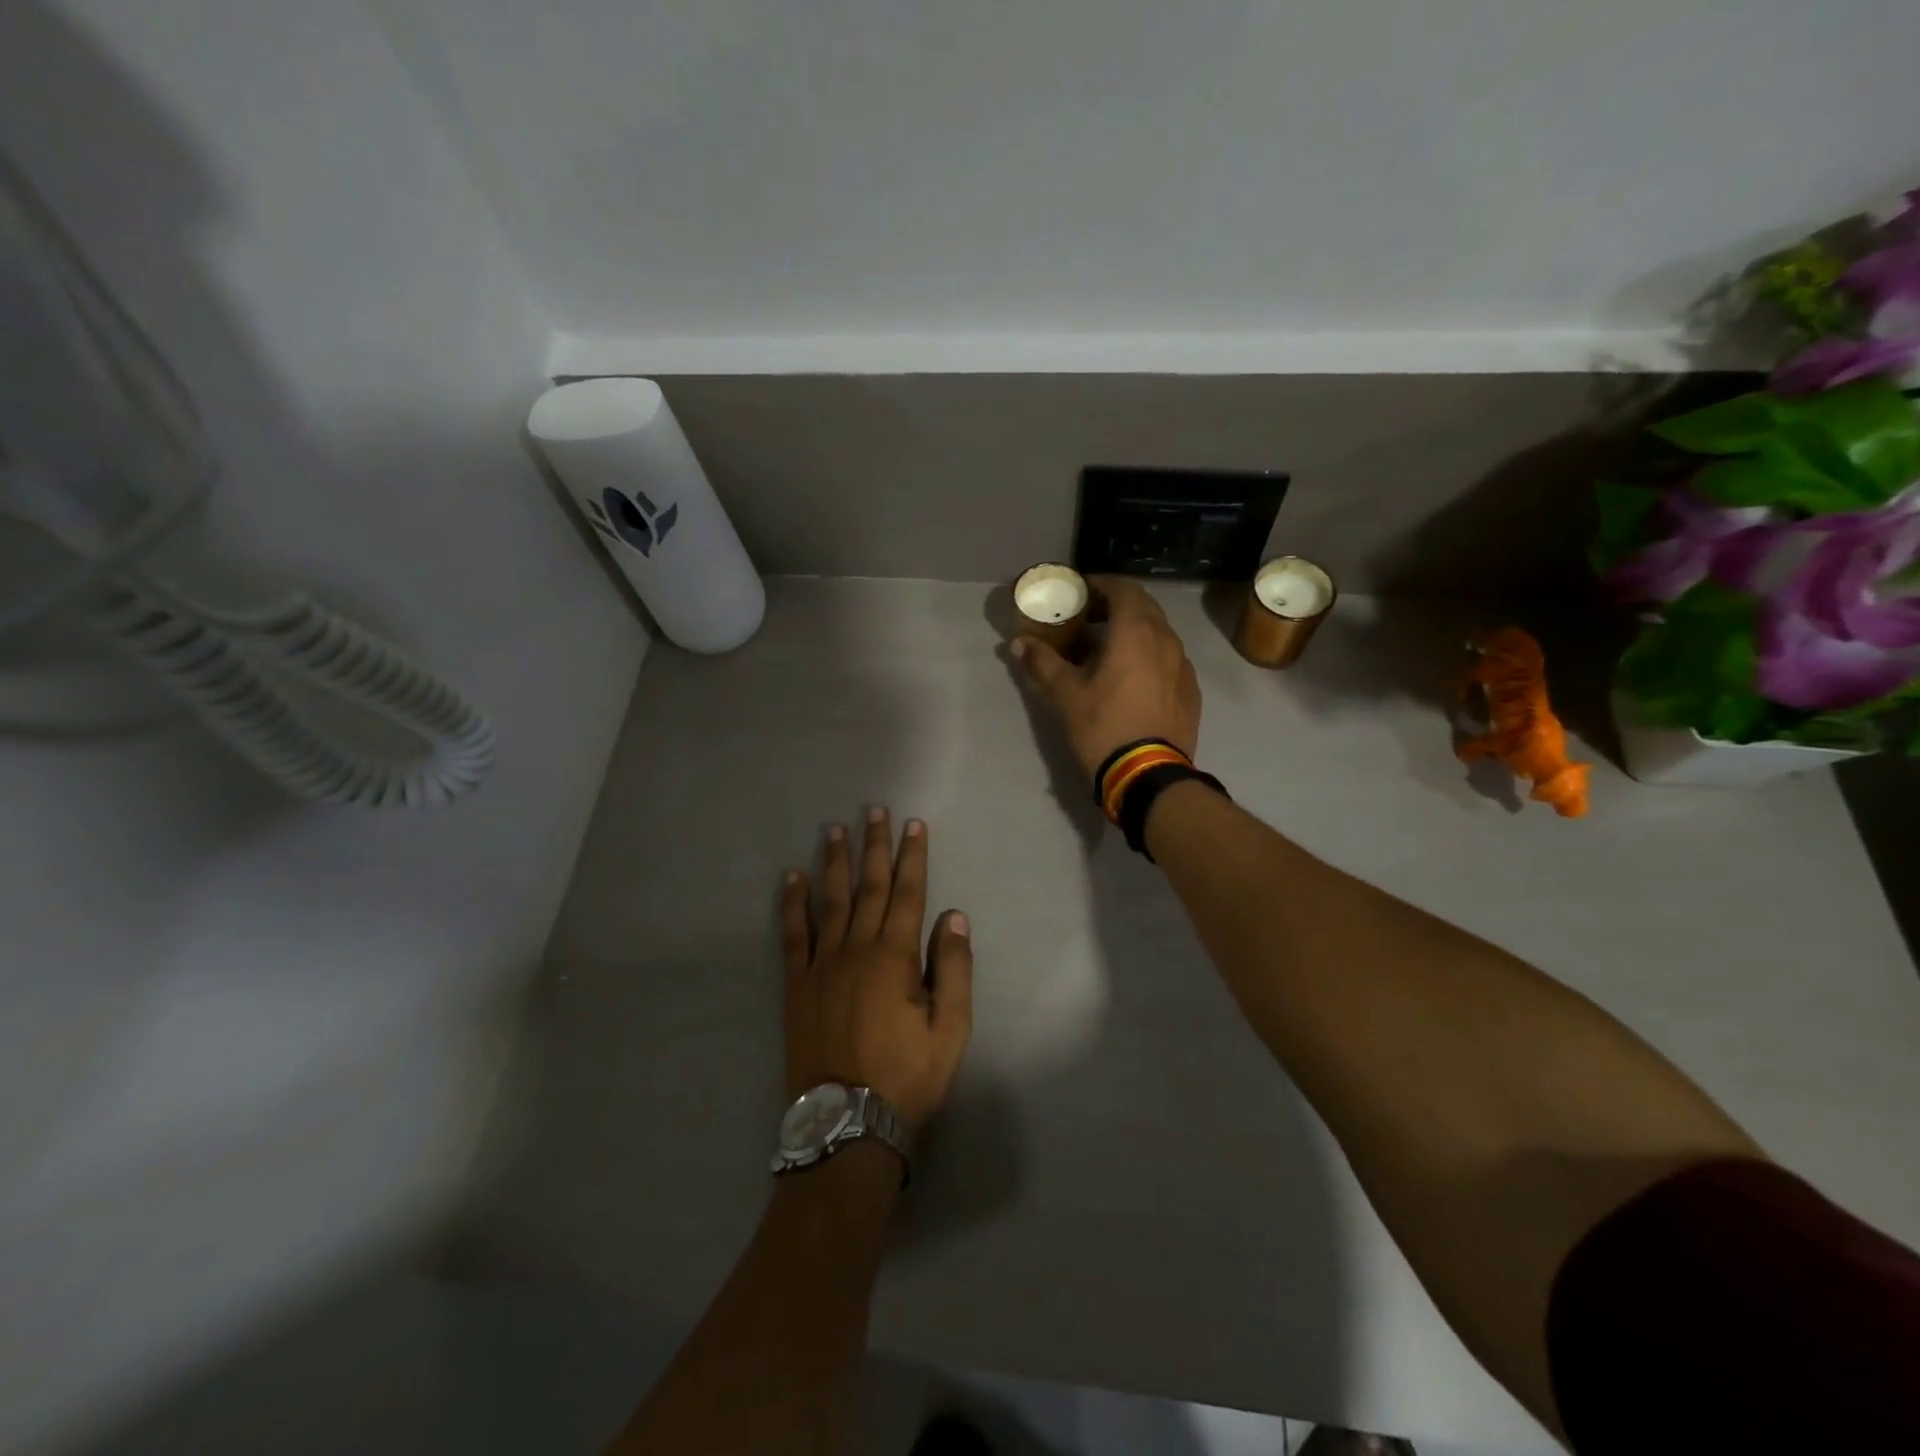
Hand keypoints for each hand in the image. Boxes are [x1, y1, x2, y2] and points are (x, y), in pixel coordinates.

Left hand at [782, 808, 972, 1128]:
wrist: (847, 1123)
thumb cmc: (906, 1076)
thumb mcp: (951, 1030)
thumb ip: (954, 969)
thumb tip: (954, 916)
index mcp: (895, 957)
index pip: (909, 894)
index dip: (913, 857)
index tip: (913, 825)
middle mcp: (857, 948)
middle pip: (869, 886)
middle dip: (874, 846)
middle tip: (874, 810)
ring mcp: (821, 964)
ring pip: (829, 900)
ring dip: (833, 862)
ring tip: (834, 829)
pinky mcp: (796, 984)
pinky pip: (792, 934)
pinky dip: (792, 904)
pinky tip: (791, 878)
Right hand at [1011, 577, 1201, 779]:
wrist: (1149, 776)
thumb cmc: (1104, 727)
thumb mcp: (1066, 695)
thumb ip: (1042, 663)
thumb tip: (1018, 643)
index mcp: (1136, 632)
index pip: (1123, 588)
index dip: (1100, 584)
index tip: (1081, 590)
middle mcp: (1166, 640)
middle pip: (1144, 606)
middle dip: (1117, 604)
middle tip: (1090, 616)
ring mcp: (1183, 666)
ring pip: (1159, 632)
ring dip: (1135, 630)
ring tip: (1109, 648)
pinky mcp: (1191, 690)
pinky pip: (1169, 658)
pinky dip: (1150, 654)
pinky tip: (1133, 677)